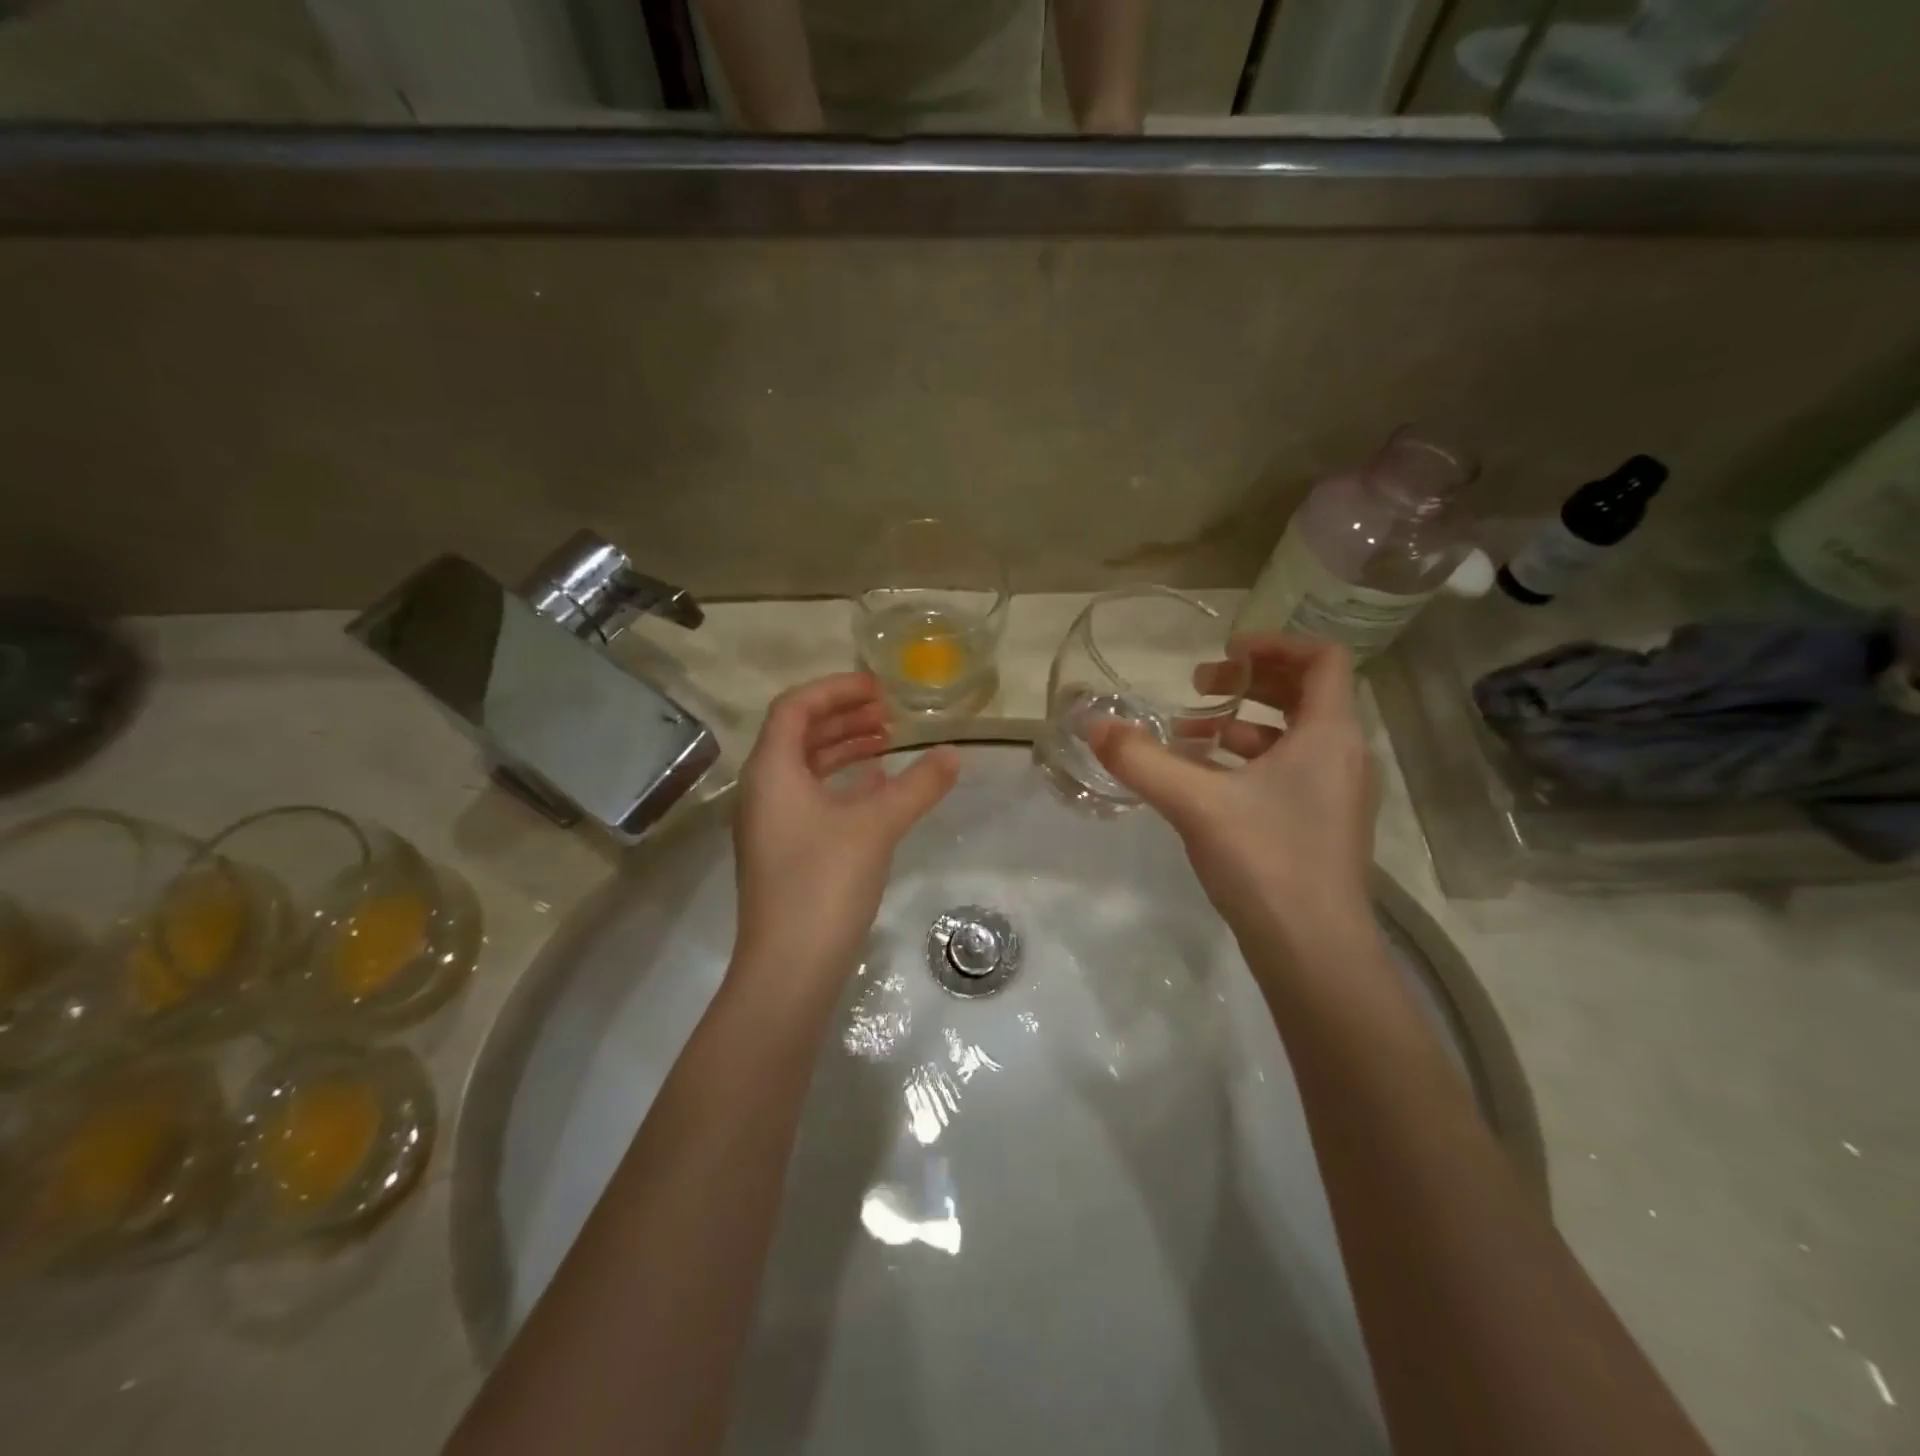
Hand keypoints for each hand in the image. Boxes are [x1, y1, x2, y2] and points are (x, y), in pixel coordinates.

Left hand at [730, 674, 958, 1005]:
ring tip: (887, 744)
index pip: (795, 707)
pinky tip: (876, 789)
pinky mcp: (782, 850)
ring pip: (805, 767)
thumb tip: (953, 754)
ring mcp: (770, 823)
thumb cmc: (825, 883)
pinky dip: (842, 783)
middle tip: (888, 713)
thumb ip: (917, 785)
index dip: (836, 690)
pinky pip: (810, 797)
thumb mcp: (877, 826)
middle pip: (799, 734)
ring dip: (844, 749)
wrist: (789, 967)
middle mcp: (762, 789)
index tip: (878, 689)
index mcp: (771, 770)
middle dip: (843, 717)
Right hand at [1091, 635, 1376, 958]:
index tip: (1225, 653)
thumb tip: (1091, 725)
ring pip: (1293, 737)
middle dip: (1250, 683)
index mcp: (1330, 734)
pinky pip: (1288, 772)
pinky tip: (1203, 783)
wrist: (1314, 952)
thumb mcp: (1194, 803)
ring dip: (1242, 726)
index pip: (1322, 659)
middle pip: (1306, 694)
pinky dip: (1248, 763)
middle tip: (1201, 686)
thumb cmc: (1266, 861)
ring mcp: (1338, 794)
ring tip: (1188, 737)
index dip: (1274, 645)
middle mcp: (1344, 756)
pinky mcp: (1323, 825)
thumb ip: (1140, 760)